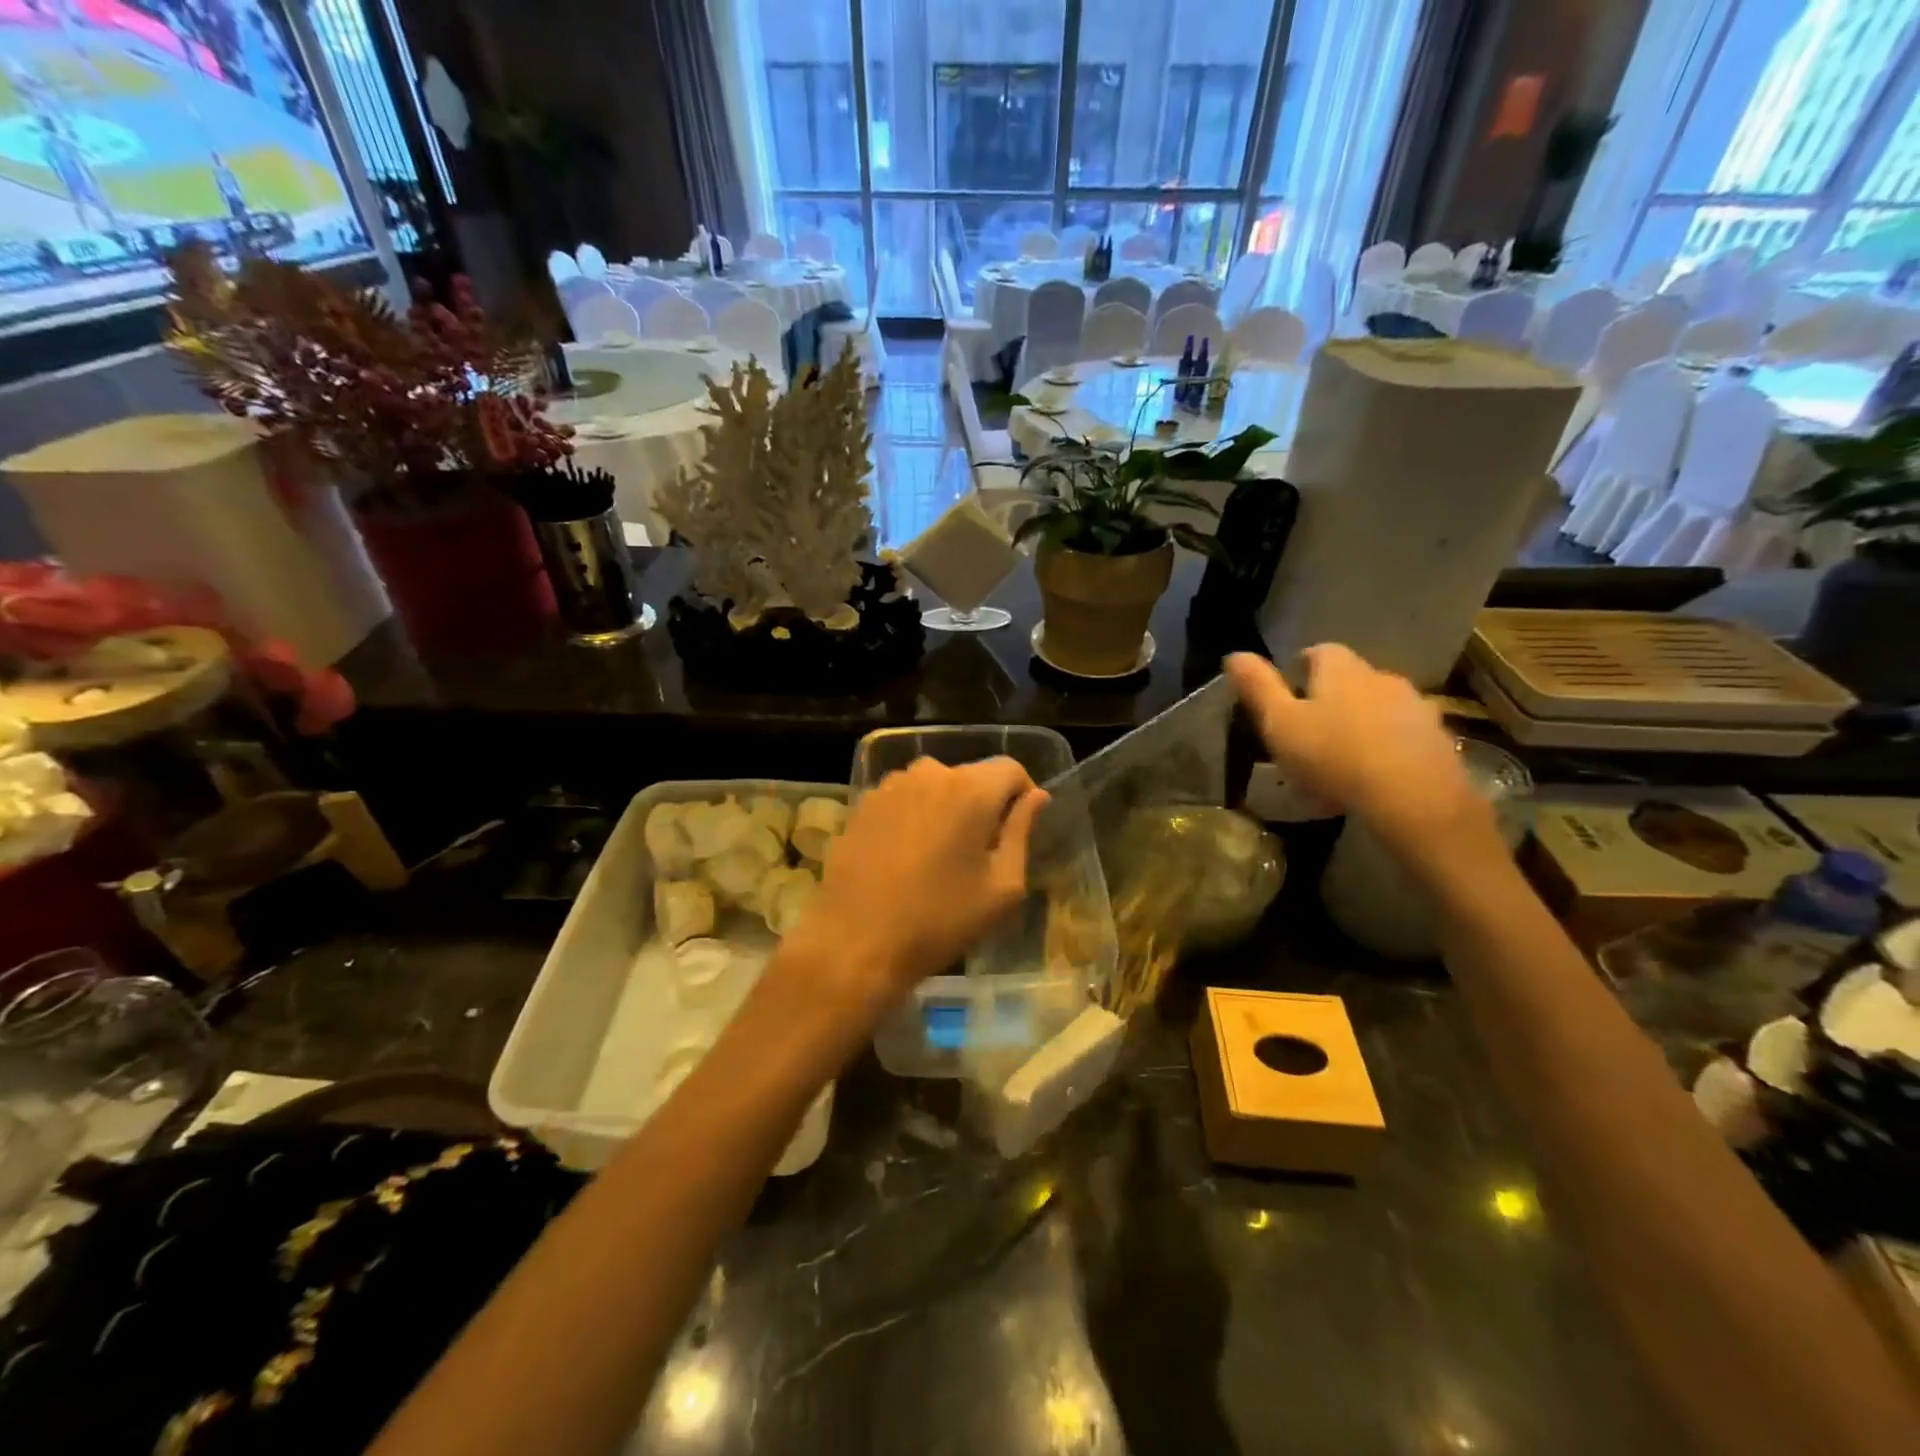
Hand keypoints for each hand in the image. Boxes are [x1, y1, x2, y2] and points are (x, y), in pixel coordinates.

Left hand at [778, 757, 1047, 1024]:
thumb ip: (1022, 832)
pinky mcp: (862, 804)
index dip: (1021, 795)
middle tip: (979, 852)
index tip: (1016, 831)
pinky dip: (914, 817)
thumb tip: (1036, 797)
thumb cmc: (940, 920)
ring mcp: (890, 786)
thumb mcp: (1002, 887)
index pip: (1010, 768)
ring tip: (939, 856)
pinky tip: (905, 858)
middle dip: (983, 804)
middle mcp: (929, 774)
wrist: (857, 942)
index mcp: (970, 790)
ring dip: (946, 808)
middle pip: (971, 776)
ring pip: (935, 786)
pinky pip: (903, 799)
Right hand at [1224, 647, 1496, 865]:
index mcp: (1340, 669)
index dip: (1300, 668)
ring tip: (1344, 757)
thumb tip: (1233, 654)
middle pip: (1351, 678)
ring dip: (1362, 722)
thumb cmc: (1333, 756)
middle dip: (1332, 697)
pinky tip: (1374, 776)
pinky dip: (1388, 747)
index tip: (1288, 694)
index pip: (1318, 652)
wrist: (1413, 798)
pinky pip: (1404, 735)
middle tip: (1311, 730)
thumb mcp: (1279, 723)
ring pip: (1380, 706)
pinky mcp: (1438, 739)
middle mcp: (1381, 676)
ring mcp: (1415, 706)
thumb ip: (1257, 688)